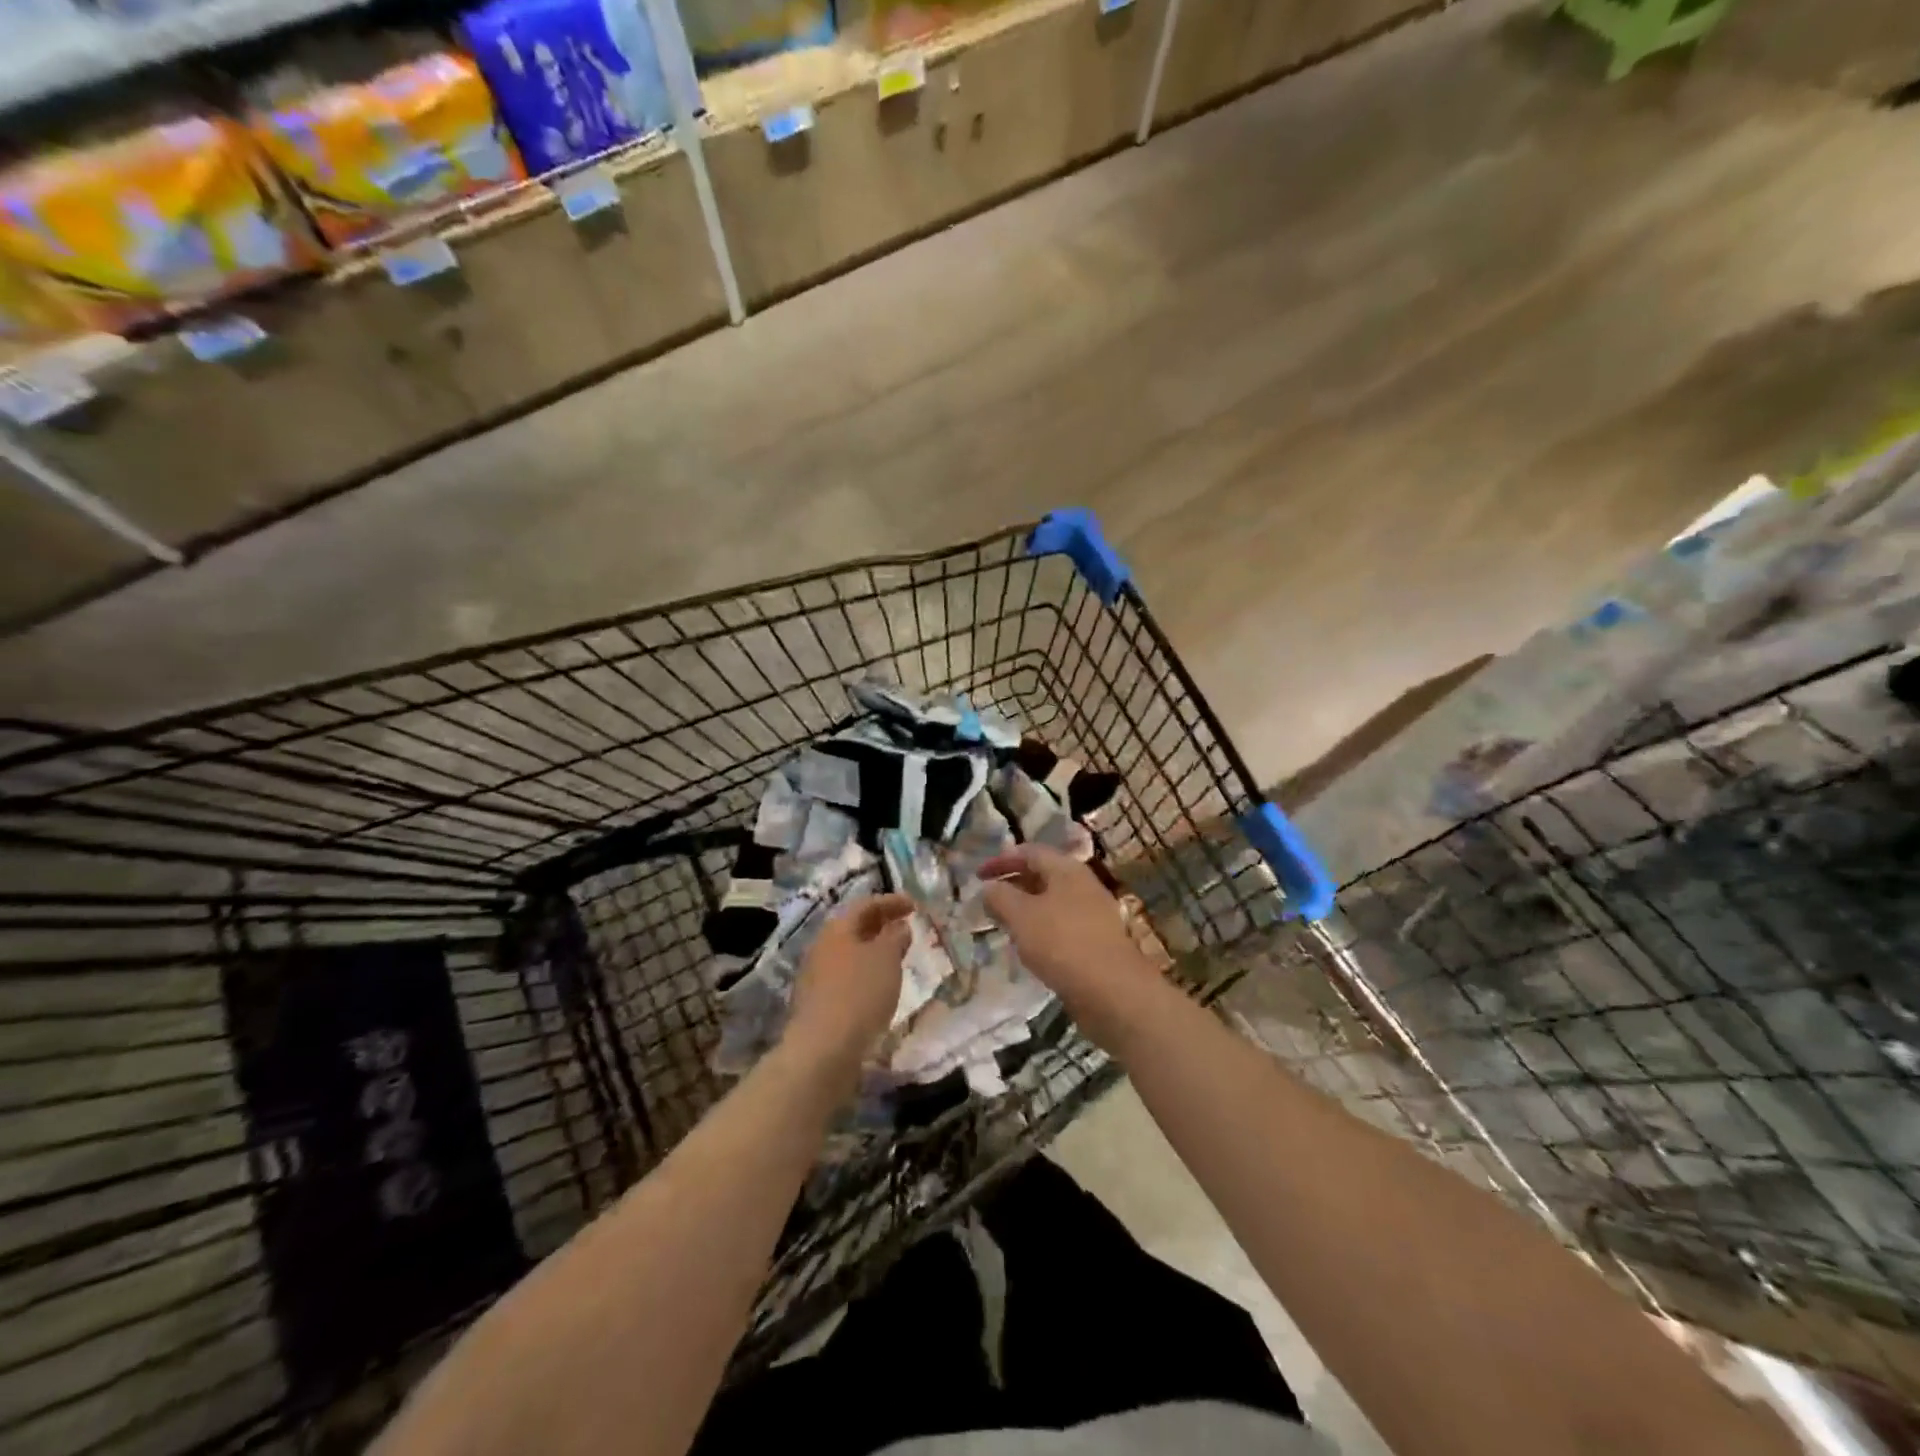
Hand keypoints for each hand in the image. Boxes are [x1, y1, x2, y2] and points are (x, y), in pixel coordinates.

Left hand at [784, 894, 912, 1072]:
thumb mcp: (886, 959)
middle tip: (906, 927)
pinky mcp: (817, 1002)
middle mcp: (822, 946)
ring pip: (850, 952)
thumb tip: (898, 926)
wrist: (822, 1049)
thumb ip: (895, 937)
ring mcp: (816, 975)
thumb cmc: (859, 994)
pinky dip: (865, 972)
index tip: (915, 905)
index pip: (866, 904)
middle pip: (854, 927)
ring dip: (873, 950)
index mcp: (837, 929)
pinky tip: (878, 986)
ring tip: (896, 957)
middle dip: (881, 924)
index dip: (892, 901)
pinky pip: (846, 976)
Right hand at [980, 844, 1164, 1051]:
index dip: (1001, 860)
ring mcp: (1093, 914)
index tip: (977, 876)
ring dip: (1026, 909)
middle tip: (988, 900)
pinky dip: (1041, 929)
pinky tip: (1030, 948)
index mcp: (1067, 869)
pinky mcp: (1097, 941)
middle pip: (1043, 875)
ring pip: (1052, 902)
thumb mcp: (1020, 916)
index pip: (1029, 852)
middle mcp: (1083, 885)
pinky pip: (1062, 926)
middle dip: (1013, 884)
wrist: (1113, 992)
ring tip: (1004, 924)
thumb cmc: (1062, 944)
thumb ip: (999, 897)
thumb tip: (989, 888)